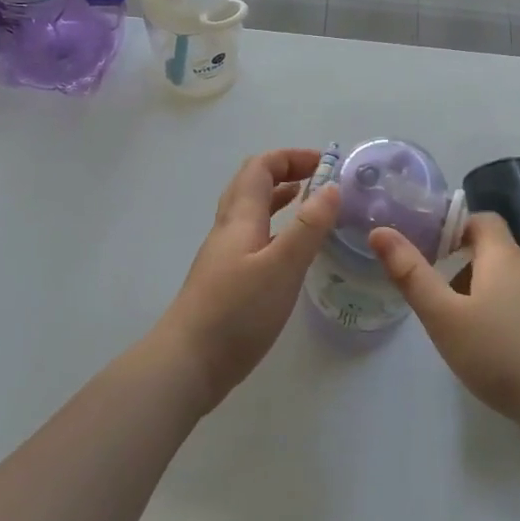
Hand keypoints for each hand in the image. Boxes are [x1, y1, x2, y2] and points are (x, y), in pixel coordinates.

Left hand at [151, 149, 341, 413]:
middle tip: (320, 179)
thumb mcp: (281, 267)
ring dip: (279, 199)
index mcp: (240, 218)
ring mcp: (224, 256)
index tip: (325, 162)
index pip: (260, 167)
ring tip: (310, 204)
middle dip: (285, 172)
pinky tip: (289, 251)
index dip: (290, 157)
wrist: (188, 363)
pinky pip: (252, 238)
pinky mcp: (226, 280)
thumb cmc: (236, 311)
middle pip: (251, 184)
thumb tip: (331, 187)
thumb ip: (308, 228)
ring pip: (251, 212)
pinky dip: (275, 228)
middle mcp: (228, 229)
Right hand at [369, 213, 519, 443]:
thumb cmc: (506, 359)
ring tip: (480, 345)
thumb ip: (411, 275)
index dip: (457, 229)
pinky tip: (517, 366)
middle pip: (499, 257)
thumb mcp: (445, 320)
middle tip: (448, 313)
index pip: (483, 221)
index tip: (435, 255)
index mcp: (505, 258)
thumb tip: (380, 231)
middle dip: (470, 275)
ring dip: (497, 302)